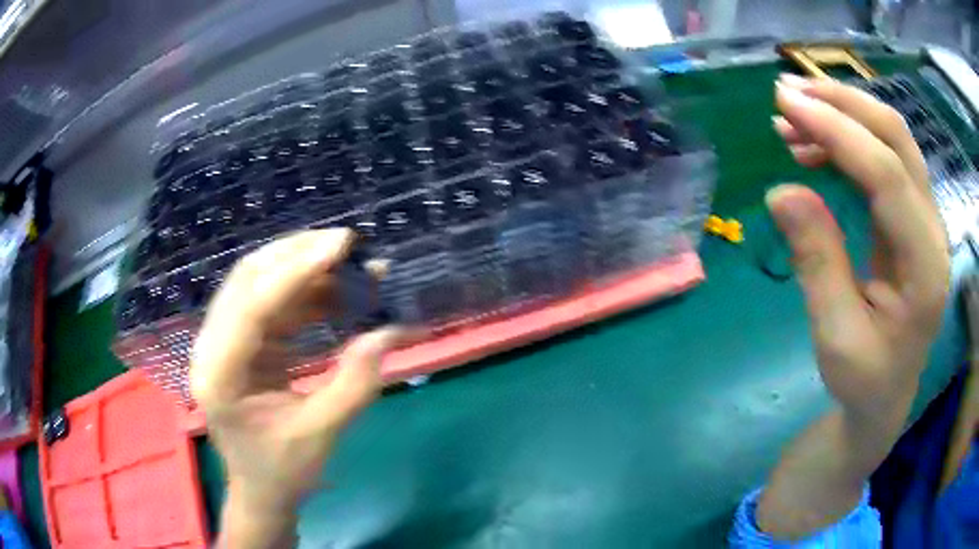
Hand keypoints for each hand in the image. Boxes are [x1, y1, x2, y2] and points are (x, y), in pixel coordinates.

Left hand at [190, 229, 411, 546]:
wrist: (261, 490)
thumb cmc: (283, 471)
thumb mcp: (321, 434)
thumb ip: (354, 383)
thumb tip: (388, 331)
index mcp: (220, 375)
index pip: (253, 306)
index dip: (297, 270)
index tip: (341, 244)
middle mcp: (212, 347)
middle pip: (248, 279)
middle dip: (297, 255)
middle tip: (347, 243)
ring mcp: (224, 342)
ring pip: (260, 284)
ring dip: (305, 271)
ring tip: (352, 266)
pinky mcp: (241, 343)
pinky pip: (272, 304)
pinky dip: (305, 294)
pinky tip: (338, 293)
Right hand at [755, 75, 949, 538]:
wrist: (887, 395)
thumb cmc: (864, 379)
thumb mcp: (835, 337)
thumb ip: (818, 263)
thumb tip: (783, 191)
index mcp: (925, 268)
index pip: (888, 176)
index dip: (838, 132)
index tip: (785, 105)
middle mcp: (933, 230)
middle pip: (897, 138)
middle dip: (842, 105)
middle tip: (786, 95)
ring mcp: (926, 218)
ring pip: (891, 139)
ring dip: (843, 117)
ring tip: (792, 122)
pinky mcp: (913, 216)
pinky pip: (884, 158)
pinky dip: (848, 140)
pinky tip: (815, 148)